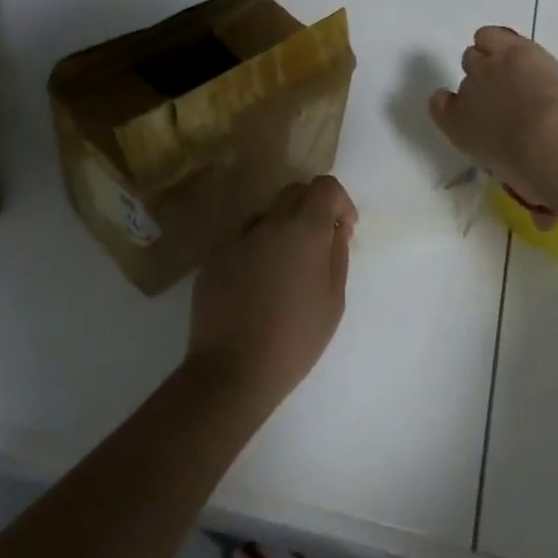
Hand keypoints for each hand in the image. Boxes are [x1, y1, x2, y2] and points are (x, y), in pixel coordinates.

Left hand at [187, 176, 357, 409]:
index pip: (325, 186)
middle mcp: (268, 224)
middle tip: (320, 242)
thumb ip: (337, 254)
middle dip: (312, 207)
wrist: (233, 371)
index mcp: (303, 230)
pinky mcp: (213, 259)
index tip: (344, 229)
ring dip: (283, 228)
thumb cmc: (296, 338)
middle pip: (294, 192)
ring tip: (287, 267)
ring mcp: (236, 239)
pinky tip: (259, 285)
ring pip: (266, 216)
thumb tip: (336, 229)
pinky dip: (257, 250)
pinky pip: (242, 241)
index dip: (340, 201)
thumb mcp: (334, 300)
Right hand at [429, 27, 557, 218]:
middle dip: (485, 85)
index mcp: (459, 129)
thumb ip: (529, 199)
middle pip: (467, 77)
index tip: (469, 110)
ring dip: (493, 60)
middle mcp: (466, 94)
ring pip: (476, 52)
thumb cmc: (534, 173)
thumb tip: (545, 221)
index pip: (440, 107)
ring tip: (516, 71)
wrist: (551, 139)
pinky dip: (500, 40)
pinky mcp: (512, 48)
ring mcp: (488, 67)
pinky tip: (517, 51)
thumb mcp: (525, 190)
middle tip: (509, 96)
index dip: (452, 105)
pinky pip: (490, 34)